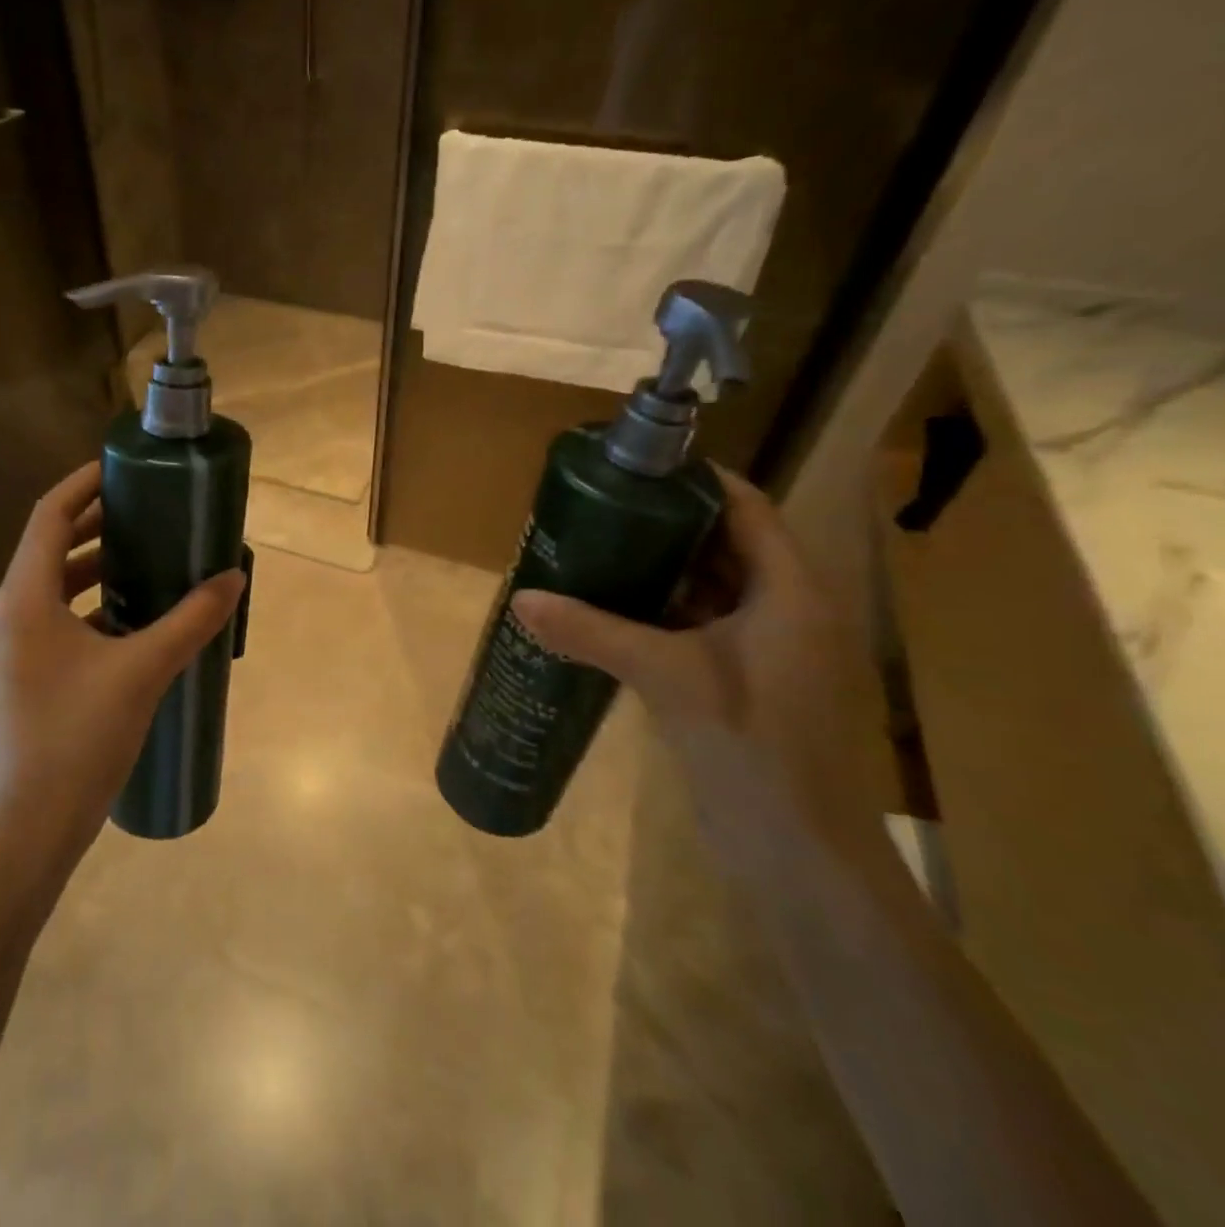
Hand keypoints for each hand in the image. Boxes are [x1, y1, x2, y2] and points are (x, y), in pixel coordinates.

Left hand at [0, 462, 245, 853]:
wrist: (30, 829)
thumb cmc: (79, 739)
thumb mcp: (143, 672)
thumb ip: (191, 620)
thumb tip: (233, 578)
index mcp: (24, 599)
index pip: (49, 516)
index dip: (84, 485)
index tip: (123, 468)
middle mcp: (8, 614)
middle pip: (49, 547)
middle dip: (95, 524)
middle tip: (146, 510)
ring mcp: (11, 648)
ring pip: (52, 586)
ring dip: (94, 567)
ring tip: (146, 558)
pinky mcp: (22, 676)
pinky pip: (55, 620)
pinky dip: (90, 606)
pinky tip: (132, 620)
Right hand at [511, 467, 873, 872]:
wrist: (798, 852)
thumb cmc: (752, 748)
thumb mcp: (667, 677)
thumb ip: (593, 631)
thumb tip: (521, 600)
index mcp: (791, 591)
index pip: (745, 508)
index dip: (694, 480)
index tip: (635, 467)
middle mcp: (786, 608)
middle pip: (725, 542)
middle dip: (664, 523)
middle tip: (600, 507)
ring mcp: (767, 647)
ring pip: (709, 586)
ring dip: (659, 568)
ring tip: (596, 548)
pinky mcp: (744, 678)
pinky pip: (699, 624)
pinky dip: (660, 611)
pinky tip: (610, 609)